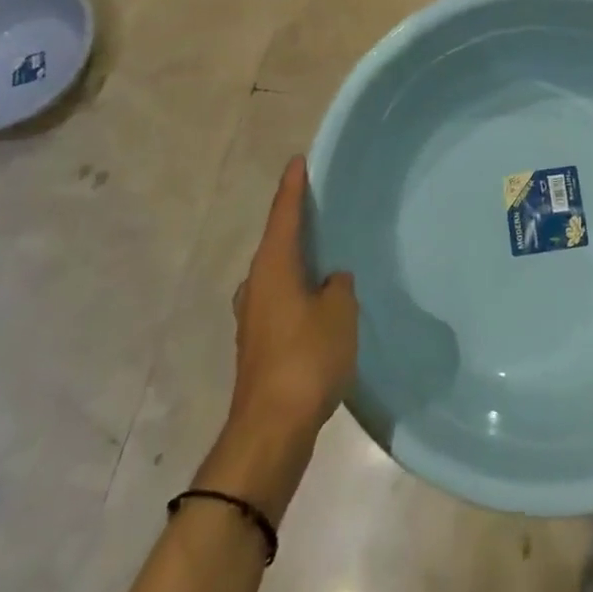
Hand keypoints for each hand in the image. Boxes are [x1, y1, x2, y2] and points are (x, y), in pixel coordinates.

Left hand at [228, 156, 357, 441]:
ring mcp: (253, 317)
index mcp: (273, 266)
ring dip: (297, 261)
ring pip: (278, 274)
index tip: (298, 160)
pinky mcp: (258, 345)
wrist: (270, 431)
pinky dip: (298, 290)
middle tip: (321, 206)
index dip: (293, 186)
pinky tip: (318, 301)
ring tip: (325, 253)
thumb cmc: (307, 358)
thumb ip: (338, 286)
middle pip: (277, 242)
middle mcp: (256, 284)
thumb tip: (331, 281)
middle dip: (296, 224)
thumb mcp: (339, 311)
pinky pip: (282, 300)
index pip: (284, 214)